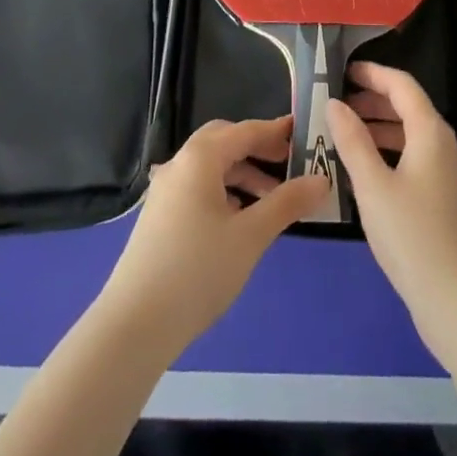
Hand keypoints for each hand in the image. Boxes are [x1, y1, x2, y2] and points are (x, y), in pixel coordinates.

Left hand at [96, 116, 327, 357]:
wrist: (135, 324)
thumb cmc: (198, 271)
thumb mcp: (251, 236)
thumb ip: (287, 203)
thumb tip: (321, 180)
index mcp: (200, 157)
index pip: (246, 131)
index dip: (276, 131)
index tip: (304, 133)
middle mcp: (180, 163)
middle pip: (224, 141)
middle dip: (257, 148)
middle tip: (289, 163)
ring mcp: (165, 190)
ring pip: (210, 166)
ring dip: (242, 173)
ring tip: (272, 200)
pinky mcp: (159, 215)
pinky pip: (198, 187)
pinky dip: (224, 191)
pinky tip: (239, 219)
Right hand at [328, 64, 456, 362]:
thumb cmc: (412, 237)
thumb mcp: (372, 186)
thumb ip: (352, 140)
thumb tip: (334, 103)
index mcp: (431, 132)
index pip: (402, 85)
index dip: (373, 74)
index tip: (342, 72)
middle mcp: (444, 145)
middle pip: (408, 107)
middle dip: (372, 100)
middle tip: (336, 104)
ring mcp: (447, 173)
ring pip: (410, 134)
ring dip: (378, 127)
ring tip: (343, 134)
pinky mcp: (445, 198)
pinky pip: (413, 157)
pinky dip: (388, 151)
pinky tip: (364, 170)